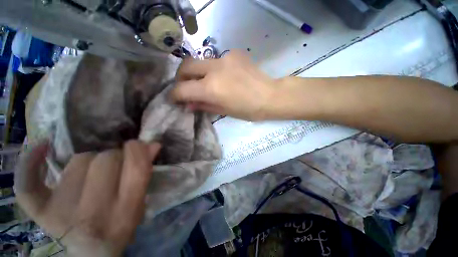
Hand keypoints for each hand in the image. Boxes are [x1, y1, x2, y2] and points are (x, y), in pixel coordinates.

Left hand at [14, 140, 160, 255]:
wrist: (90, 253)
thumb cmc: (119, 226)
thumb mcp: (139, 202)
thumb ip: (145, 172)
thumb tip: (152, 144)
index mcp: (124, 212)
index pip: (136, 168)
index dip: (137, 150)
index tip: (136, 145)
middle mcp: (93, 213)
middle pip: (106, 160)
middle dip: (115, 156)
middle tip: (115, 166)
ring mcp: (61, 213)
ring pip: (80, 160)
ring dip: (91, 161)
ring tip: (92, 175)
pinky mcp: (39, 211)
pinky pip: (27, 181)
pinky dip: (30, 162)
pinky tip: (42, 148)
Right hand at [171, 51, 277, 120]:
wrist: (270, 96)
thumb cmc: (248, 110)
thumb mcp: (223, 111)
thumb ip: (203, 105)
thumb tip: (188, 104)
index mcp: (211, 88)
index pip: (182, 89)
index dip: (174, 95)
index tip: (174, 99)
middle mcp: (214, 70)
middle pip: (185, 66)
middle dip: (181, 77)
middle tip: (185, 87)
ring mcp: (224, 58)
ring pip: (200, 61)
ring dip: (197, 73)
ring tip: (204, 83)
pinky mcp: (233, 53)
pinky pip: (216, 61)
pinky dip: (213, 70)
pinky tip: (223, 77)